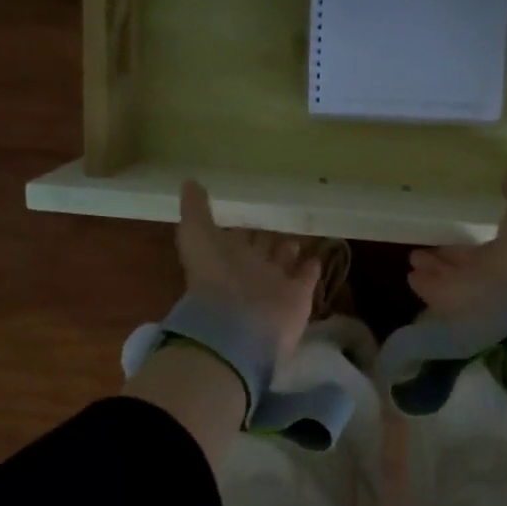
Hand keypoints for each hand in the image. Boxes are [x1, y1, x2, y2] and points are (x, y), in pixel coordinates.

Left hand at [176, 181, 319, 364]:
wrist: (239, 324)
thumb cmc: (216, 276)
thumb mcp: (197, 235)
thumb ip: (195, 210)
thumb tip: (189, 181)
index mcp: (224, 256)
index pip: (236, 237)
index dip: (242, 225)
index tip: (253, 210)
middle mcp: (249, 270)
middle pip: (260, 250)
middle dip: (267, 237)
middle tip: (280, 220)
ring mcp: (274, 284)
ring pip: (284, 263)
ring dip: (289, 250)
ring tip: (299, 236)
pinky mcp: (298, 297)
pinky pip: (306, 279)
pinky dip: (311, 268)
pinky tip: (317, 256)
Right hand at [407, 168, 506, 321]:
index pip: (489, 245)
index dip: (475, 236)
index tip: (457, 223)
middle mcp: (490, 276)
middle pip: (464, 263)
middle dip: (447, 253)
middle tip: (428, 242)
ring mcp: (469, 294)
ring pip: (447, 276)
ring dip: (431, 266)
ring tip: (412, 257)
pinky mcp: (450, 308)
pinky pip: (433, 292)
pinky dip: (423, 283)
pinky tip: (410, 275)